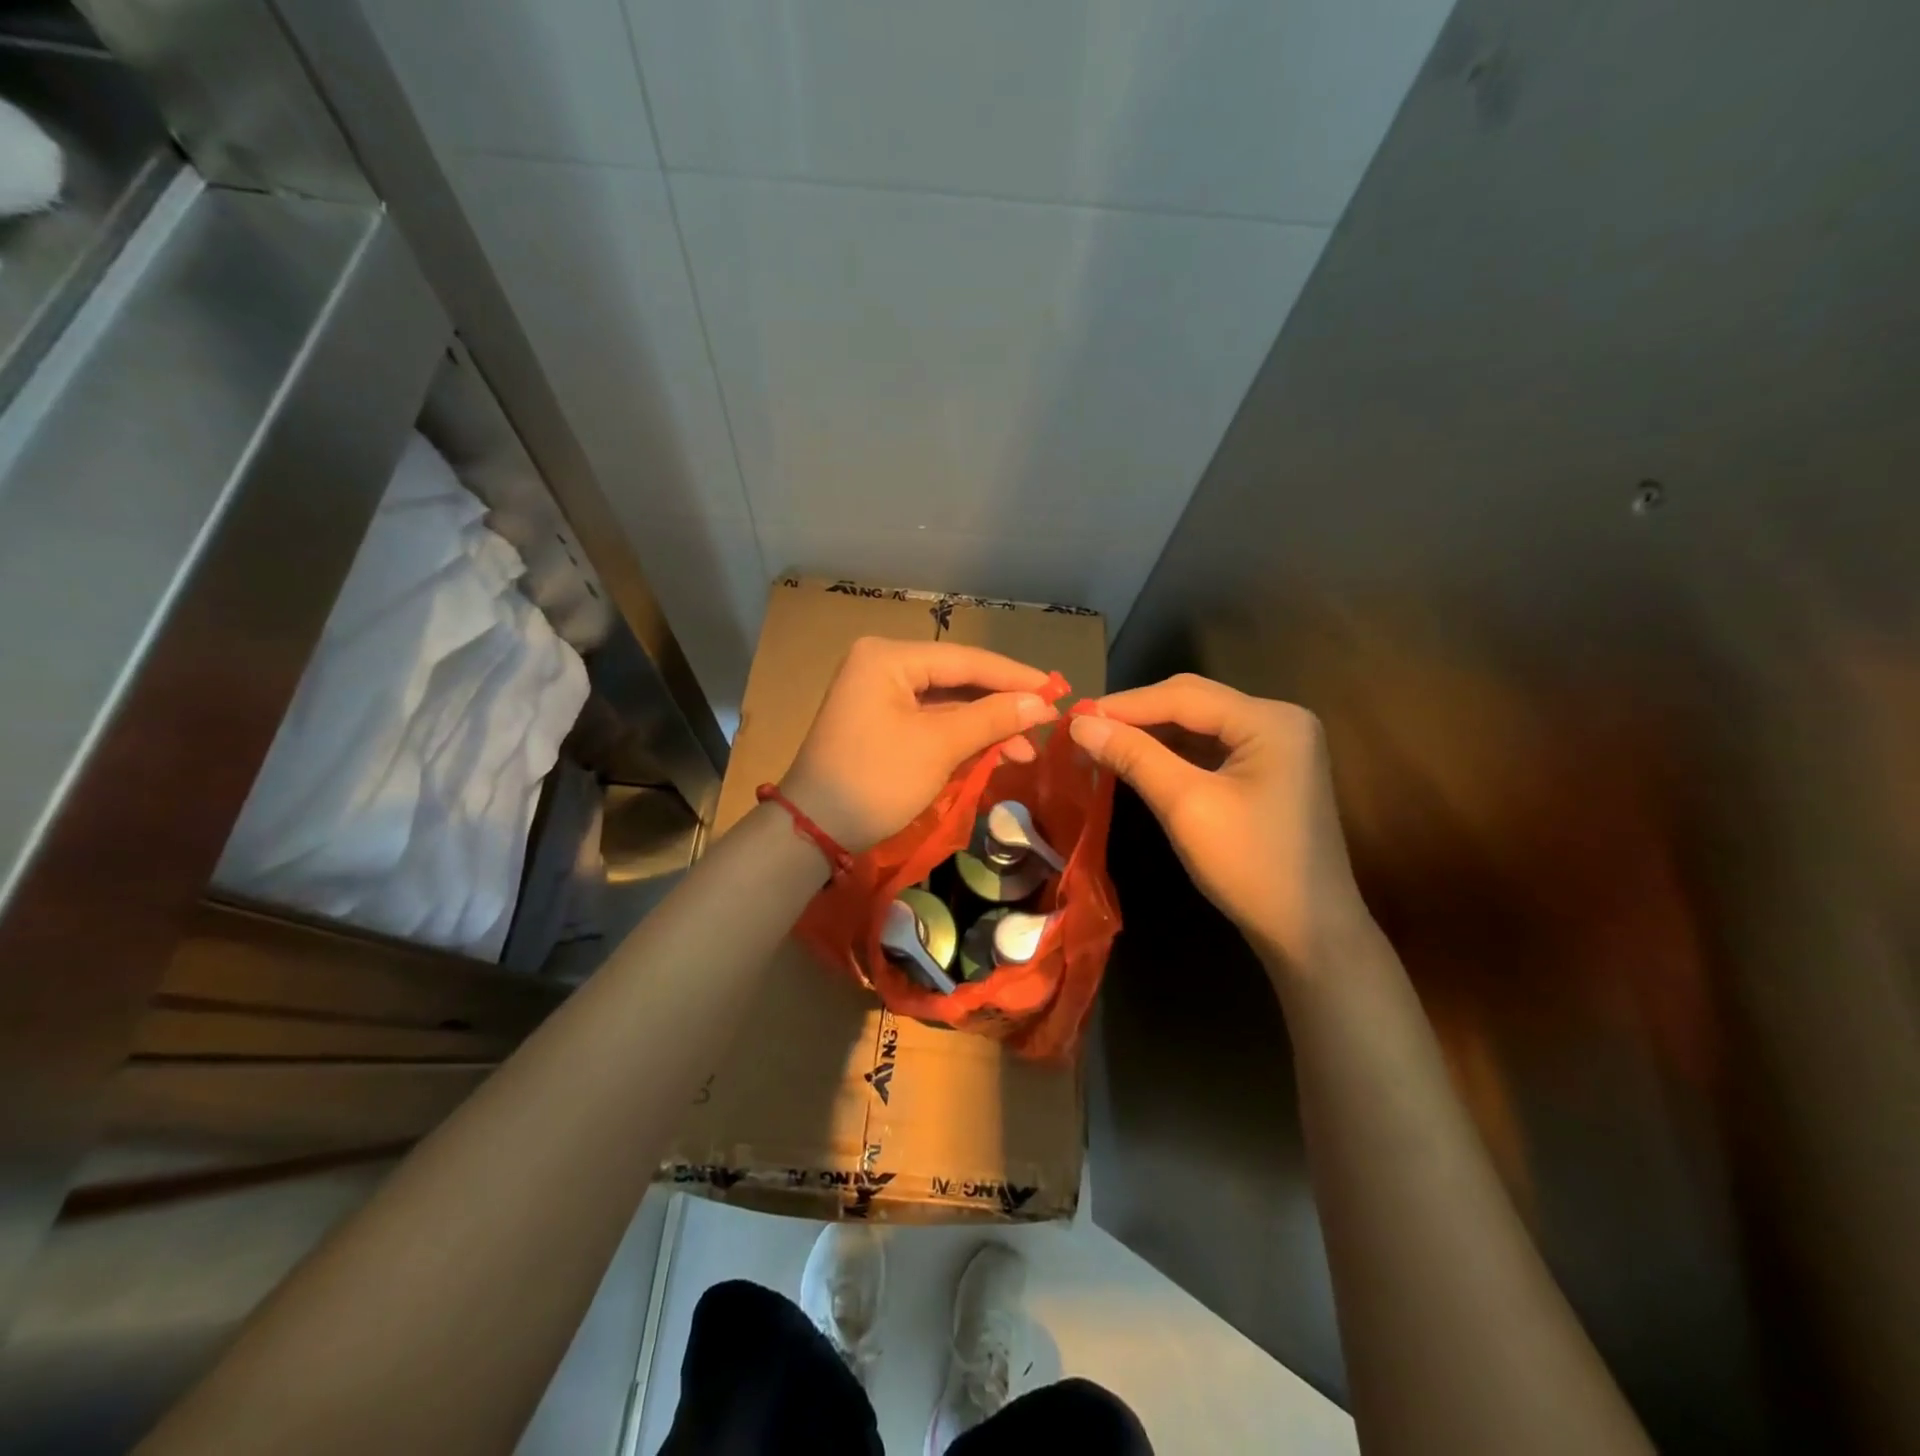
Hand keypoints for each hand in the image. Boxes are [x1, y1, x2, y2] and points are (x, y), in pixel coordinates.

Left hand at [782, 637, 1057, 851]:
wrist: (814, 830)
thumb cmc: (876, 780)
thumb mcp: (939, 746)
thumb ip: (992, 719)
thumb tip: (1042, 704)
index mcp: (889, 657)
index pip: (966, 659)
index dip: (1014, 676)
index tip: (1057, 691)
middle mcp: (882, 665)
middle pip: (957, 679)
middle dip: (1001, 706)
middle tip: (1045, 726)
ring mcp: (878, 695)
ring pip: (947, 703)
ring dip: (985, 727)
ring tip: (1024, 752)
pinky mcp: (879, 722)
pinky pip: (930, 721)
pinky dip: (961, 738)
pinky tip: (994, 753)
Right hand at [1069, 674, 1368, 976]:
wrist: (1309, 933)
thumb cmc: (1251, 867)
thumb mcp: (1187, 806)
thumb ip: (1135, 757)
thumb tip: (1079, 724)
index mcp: (1270, 720)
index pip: (1184, 695)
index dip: (1125, 704)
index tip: (1074, 717)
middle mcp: (1278, 719)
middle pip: (1193, 701)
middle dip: (1138, 714)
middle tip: (1085, 729)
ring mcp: (1277, 745)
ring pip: (1199, 723)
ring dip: (1152, 732)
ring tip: (1102, 742)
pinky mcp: (1268, 770)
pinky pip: (1211, 747)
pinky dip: (1173, 751)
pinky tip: (1139, 759)